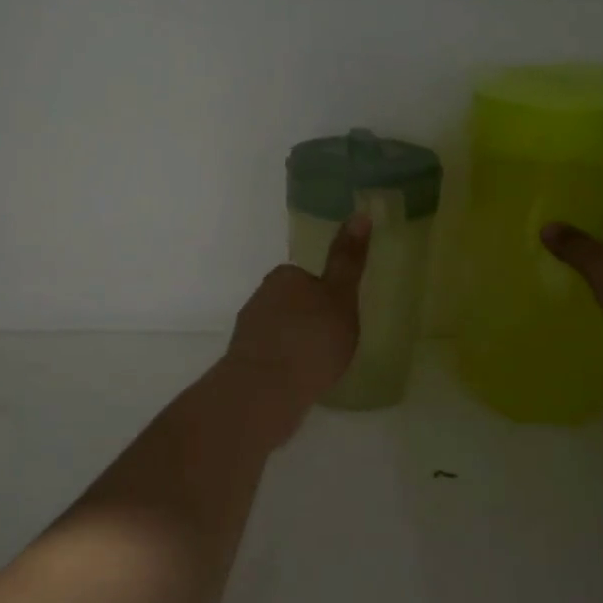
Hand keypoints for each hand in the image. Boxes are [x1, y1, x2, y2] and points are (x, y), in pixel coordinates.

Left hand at [224, 214, 371, 415]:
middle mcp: (260, 296)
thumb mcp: (341, 296)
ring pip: (280, 330)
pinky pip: (271, 356)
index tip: (340, 318)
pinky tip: (298, 382)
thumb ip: (349, 259)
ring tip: (317, 368)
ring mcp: (248, 330)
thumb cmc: (312, 338)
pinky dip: (284, 364)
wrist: (266, 389)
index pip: (308, 278)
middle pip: (292, 303)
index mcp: (284, 276)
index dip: (327, 296)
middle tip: (332, 344)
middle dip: (309, 320)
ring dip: (295, 344)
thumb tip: (360, 213)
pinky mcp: (242, 360)